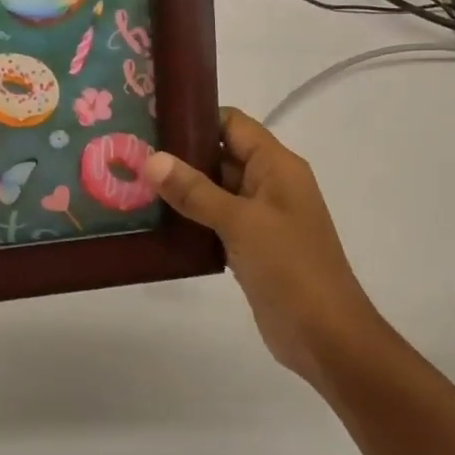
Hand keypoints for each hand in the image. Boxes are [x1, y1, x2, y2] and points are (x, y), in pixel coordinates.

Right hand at [143, 108, 384, 385]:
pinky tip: (155, 225)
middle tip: (129, 156)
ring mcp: (261, 218)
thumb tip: (152, 159)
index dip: (195, 119)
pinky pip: (216, 224)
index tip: (149, 122)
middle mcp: (270, 184)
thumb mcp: (241, 222)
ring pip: (215, 192)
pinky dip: (191, 222)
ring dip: (182, 191)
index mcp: (277, 166)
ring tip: (132, 186)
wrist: (324, 335)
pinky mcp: (251, 249)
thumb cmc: (289, 267)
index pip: (233, 124)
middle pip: (221, 156)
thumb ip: (195, 191)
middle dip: (179, 157)